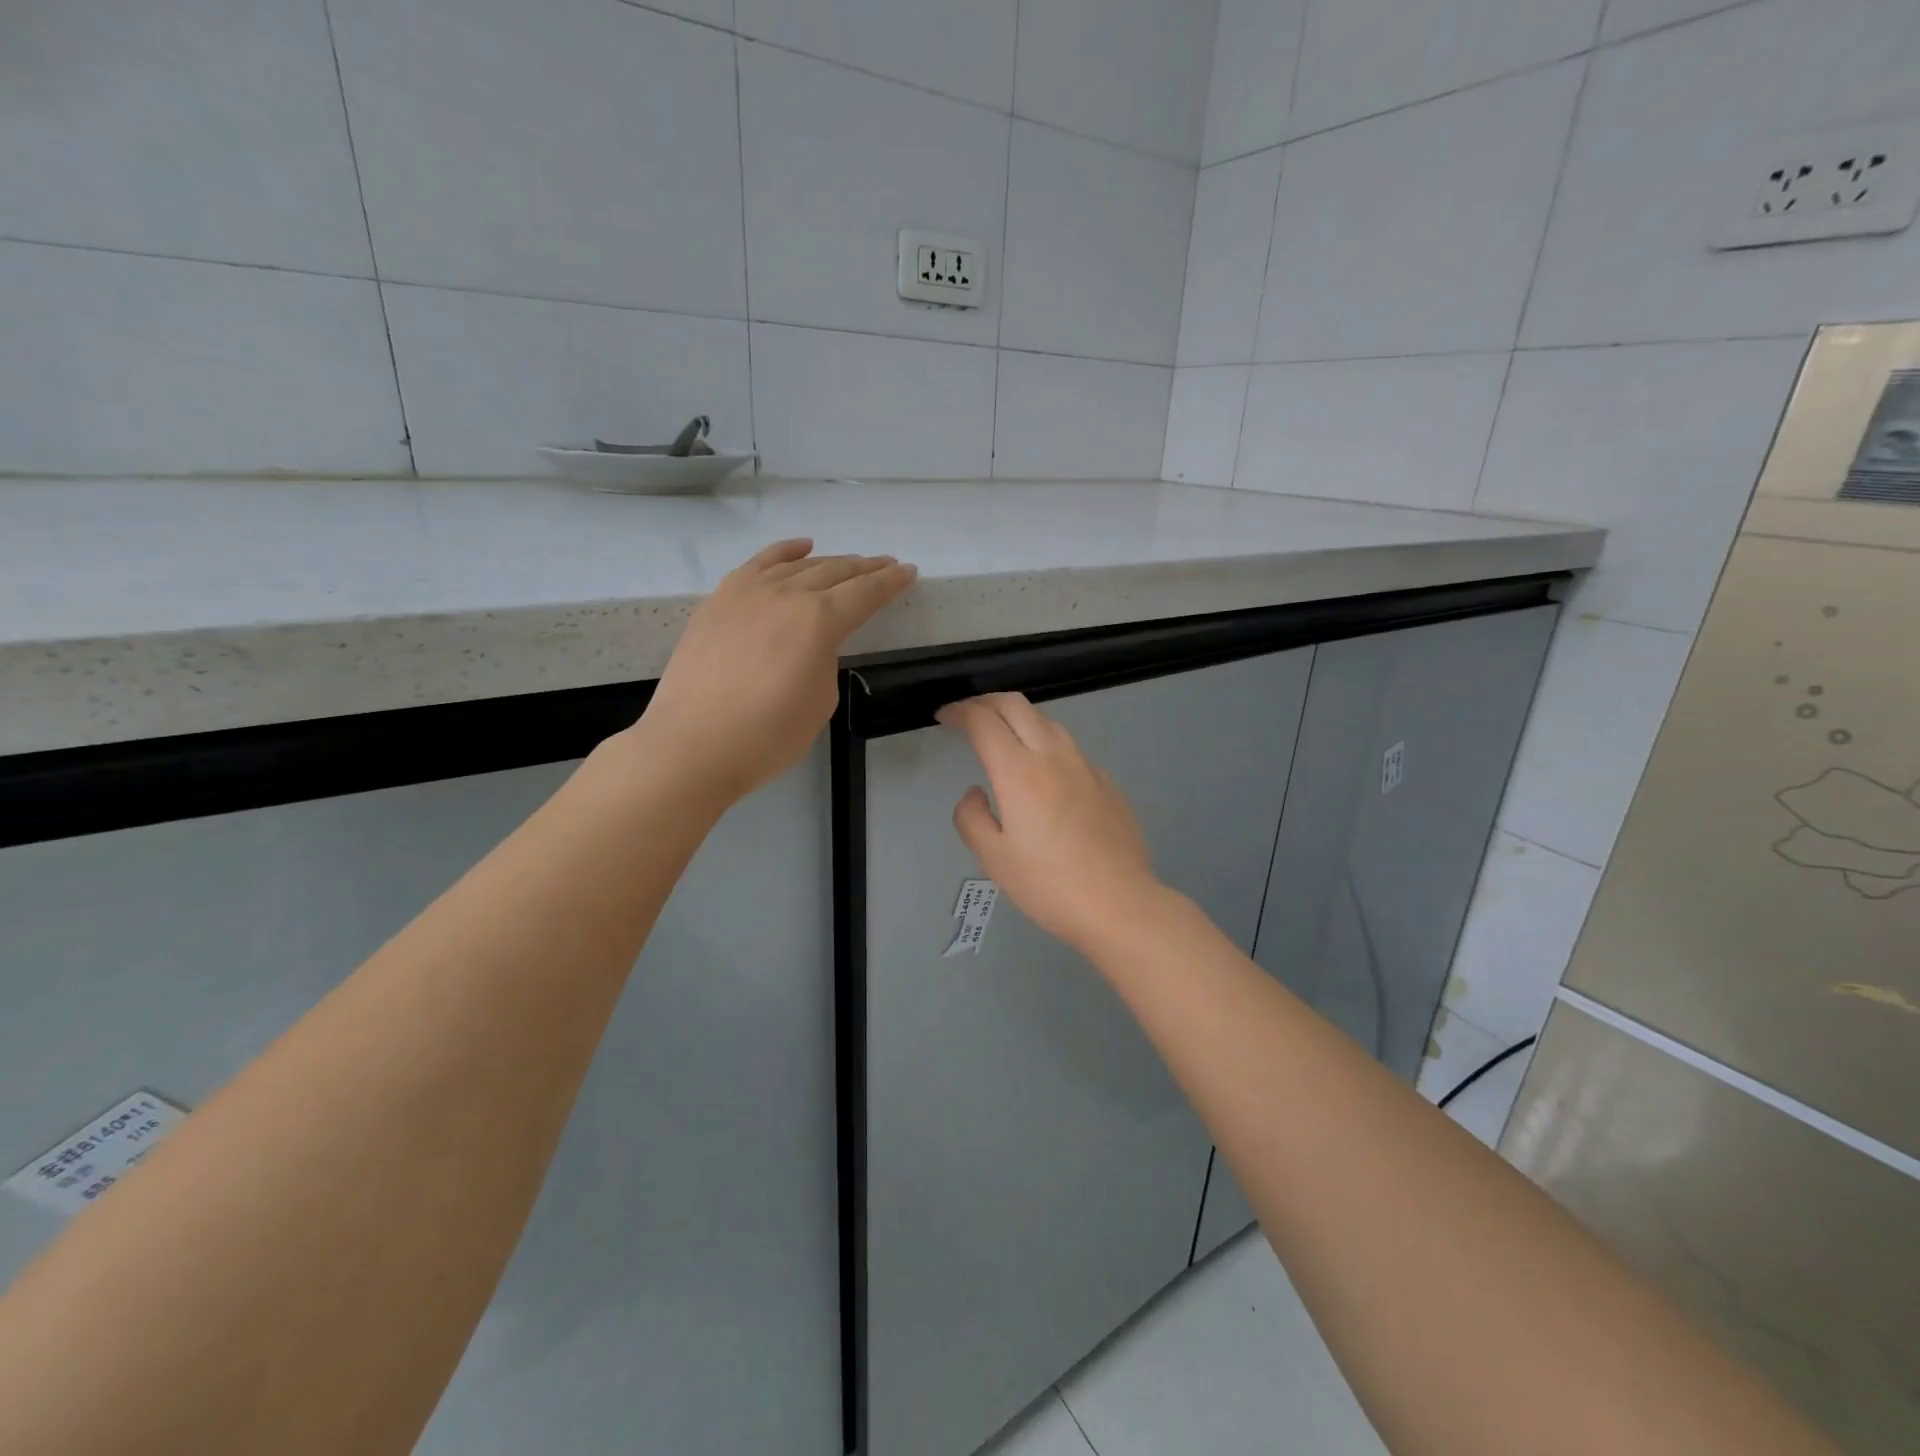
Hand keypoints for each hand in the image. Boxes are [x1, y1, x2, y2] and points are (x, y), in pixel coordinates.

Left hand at [637, 539, 915, 802]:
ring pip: (798, 565)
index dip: (890, 583)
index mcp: (819, 620)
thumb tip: (812, 644)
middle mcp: (786, 594)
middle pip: (834, 572)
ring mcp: (747, 593)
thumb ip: (824, 659)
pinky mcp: (719, 601)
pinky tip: (801, 547)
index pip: (865, 593)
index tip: (908, 572)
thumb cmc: (767, 736)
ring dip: (829, 561)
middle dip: (865, 568)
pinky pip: (757, 564)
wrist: (692, 746)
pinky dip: (783, 552)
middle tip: (885, 566)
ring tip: (850, 563)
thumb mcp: (820, 700)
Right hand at [939, 693, 1162, 952]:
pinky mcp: (1105, 781)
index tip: (943, 717)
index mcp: (1019, 772)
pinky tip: (1042, 770)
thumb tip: (975, 793)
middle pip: (1016, 705)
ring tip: (1001, 735)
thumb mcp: (994, 859)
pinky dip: (1044, 741)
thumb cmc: (1049, 886)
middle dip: (986, 702)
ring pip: (1047, 721)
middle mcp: (1053, 756)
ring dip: (1017, 717)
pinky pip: (1068, 746)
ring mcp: (1085, 766)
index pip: (983, 721)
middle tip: (967, 715)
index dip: (958, 712)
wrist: (1120, 904)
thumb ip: (972, 818)